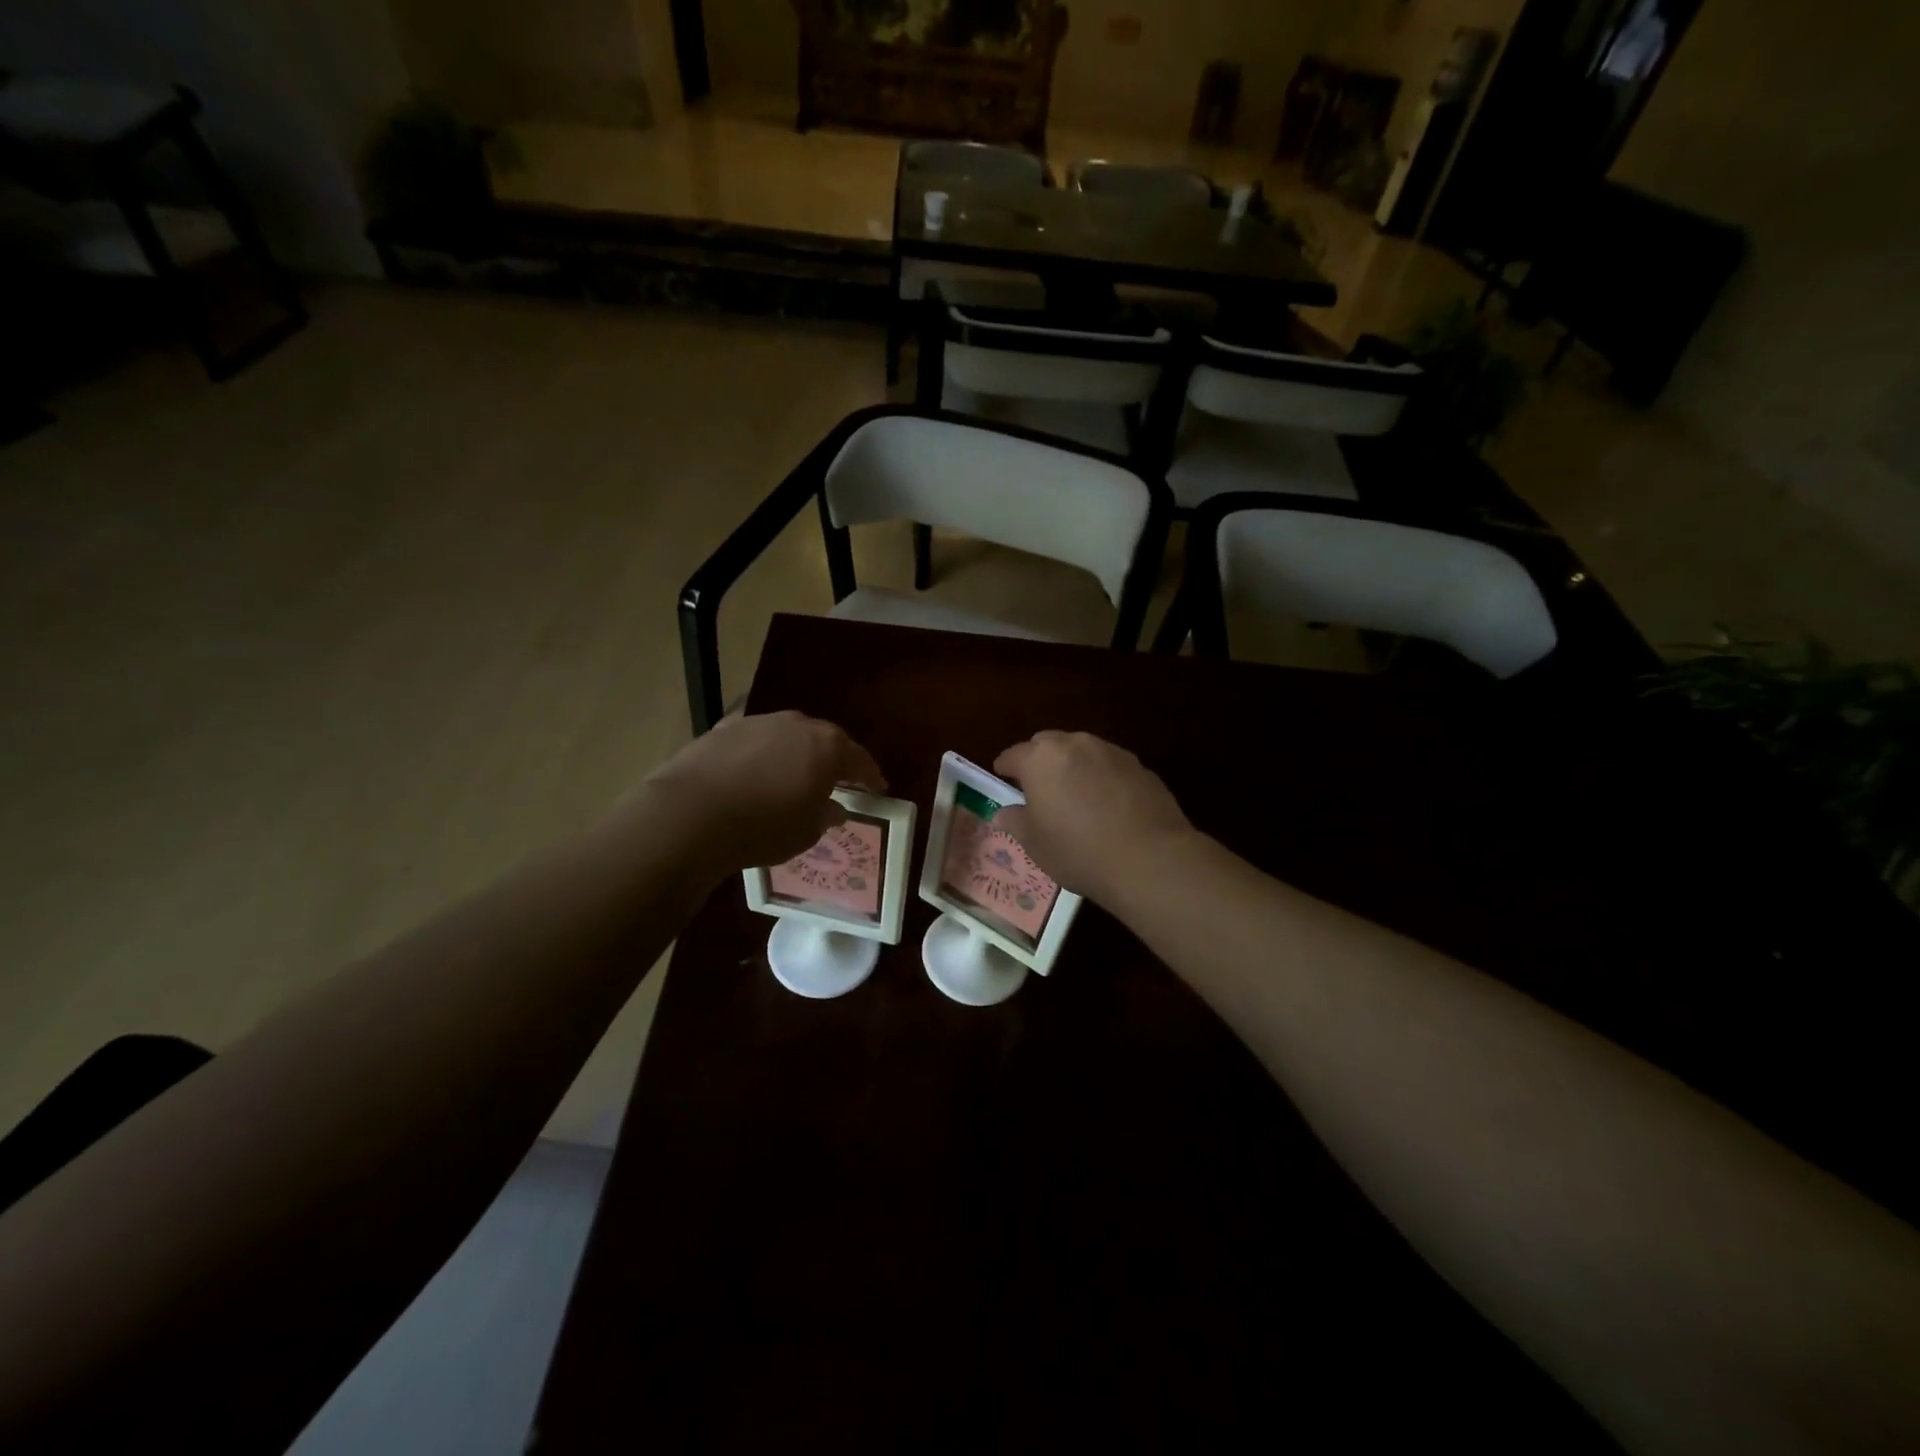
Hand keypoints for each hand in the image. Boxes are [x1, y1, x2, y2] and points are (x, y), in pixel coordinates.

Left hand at [645, 711, 885, 879]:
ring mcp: (759, 722)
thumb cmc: (763, 827)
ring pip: (788, 735)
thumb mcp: (805, 832)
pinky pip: (755, 739)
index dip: (870, 776)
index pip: (859, 760)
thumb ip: (824, 816)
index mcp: (827, 748)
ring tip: (794, 774)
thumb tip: (833, 808)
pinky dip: (762, 752)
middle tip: (838, 778)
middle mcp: (798, 725)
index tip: (878, 788)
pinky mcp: (724, 728)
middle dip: (833, 758)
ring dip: (795, 753)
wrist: (692, 813)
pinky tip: (755, 768)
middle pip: (825, 739)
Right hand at [992, 731, 1193, 904]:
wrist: (1149, 858)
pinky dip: (1102, 778)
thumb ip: (1016, 821)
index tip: (1003, 779)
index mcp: (1040, 759)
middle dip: (1039, 761)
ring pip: (1082, 751)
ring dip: (1073, 767)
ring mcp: (1111, 752)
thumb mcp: (1035, 844)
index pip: (1013, 755)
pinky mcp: (1140, 766)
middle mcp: (1075, 744)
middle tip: (1039, 788)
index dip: (1005, 768)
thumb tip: (1004, 812)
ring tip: (1075, 796)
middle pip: (1048, 744)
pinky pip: (1110, 766)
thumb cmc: (1078, 850)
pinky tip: (1107, 805)